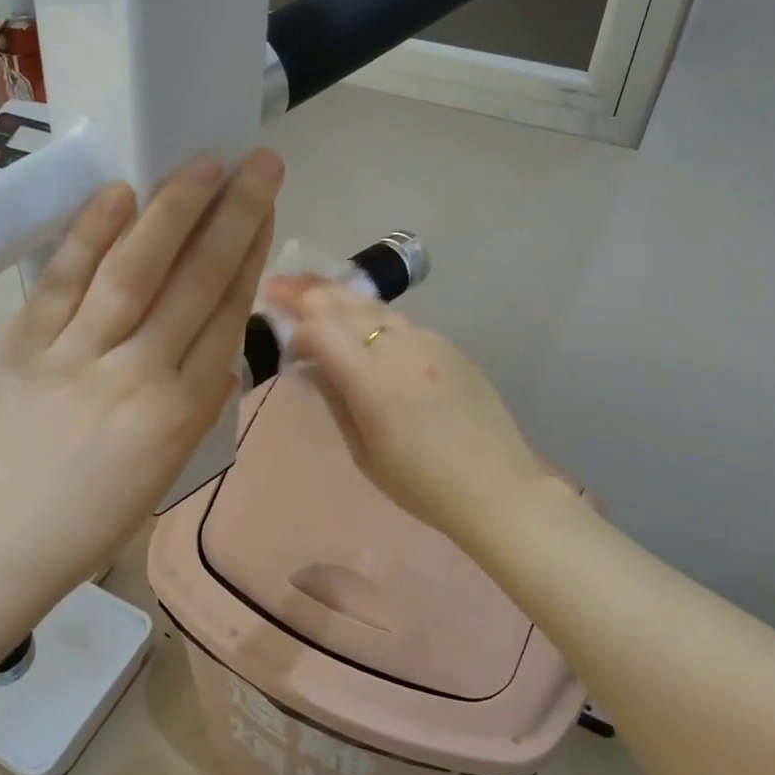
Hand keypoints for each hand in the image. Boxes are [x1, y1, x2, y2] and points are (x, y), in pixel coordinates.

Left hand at [0, 150, 281, 596]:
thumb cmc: (93, 518)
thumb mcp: (168, 467)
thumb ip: (196, 401)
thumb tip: (215, 344)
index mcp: (183, 412)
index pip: (227, 314)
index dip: (251, 253)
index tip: (267, 208)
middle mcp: (141, 375)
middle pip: (196, 281)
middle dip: (233, 216)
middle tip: (258, 162)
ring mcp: (79, 356)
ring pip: (136, 270)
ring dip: (173, 210)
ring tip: (202, 164)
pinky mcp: (25, 345)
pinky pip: (64, 280)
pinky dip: (91, 234)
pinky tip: (119, 194)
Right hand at [261, 276, 562, 543]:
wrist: (497, 489)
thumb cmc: (422, 485)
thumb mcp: (364, 453)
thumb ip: (336, 399)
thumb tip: (313, 366)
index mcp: (374, 382)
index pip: (321, 331)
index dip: (294, 330)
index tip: (280, 339)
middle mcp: (402, 349)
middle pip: (346, 305)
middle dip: (307, 293)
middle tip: (278, 285)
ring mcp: (431, 343)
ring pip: (375, 307)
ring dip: (340, 297)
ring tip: (313, 291)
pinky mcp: (450, 348)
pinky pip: (403, 323)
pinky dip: (373, 317)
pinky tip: (362, 324)